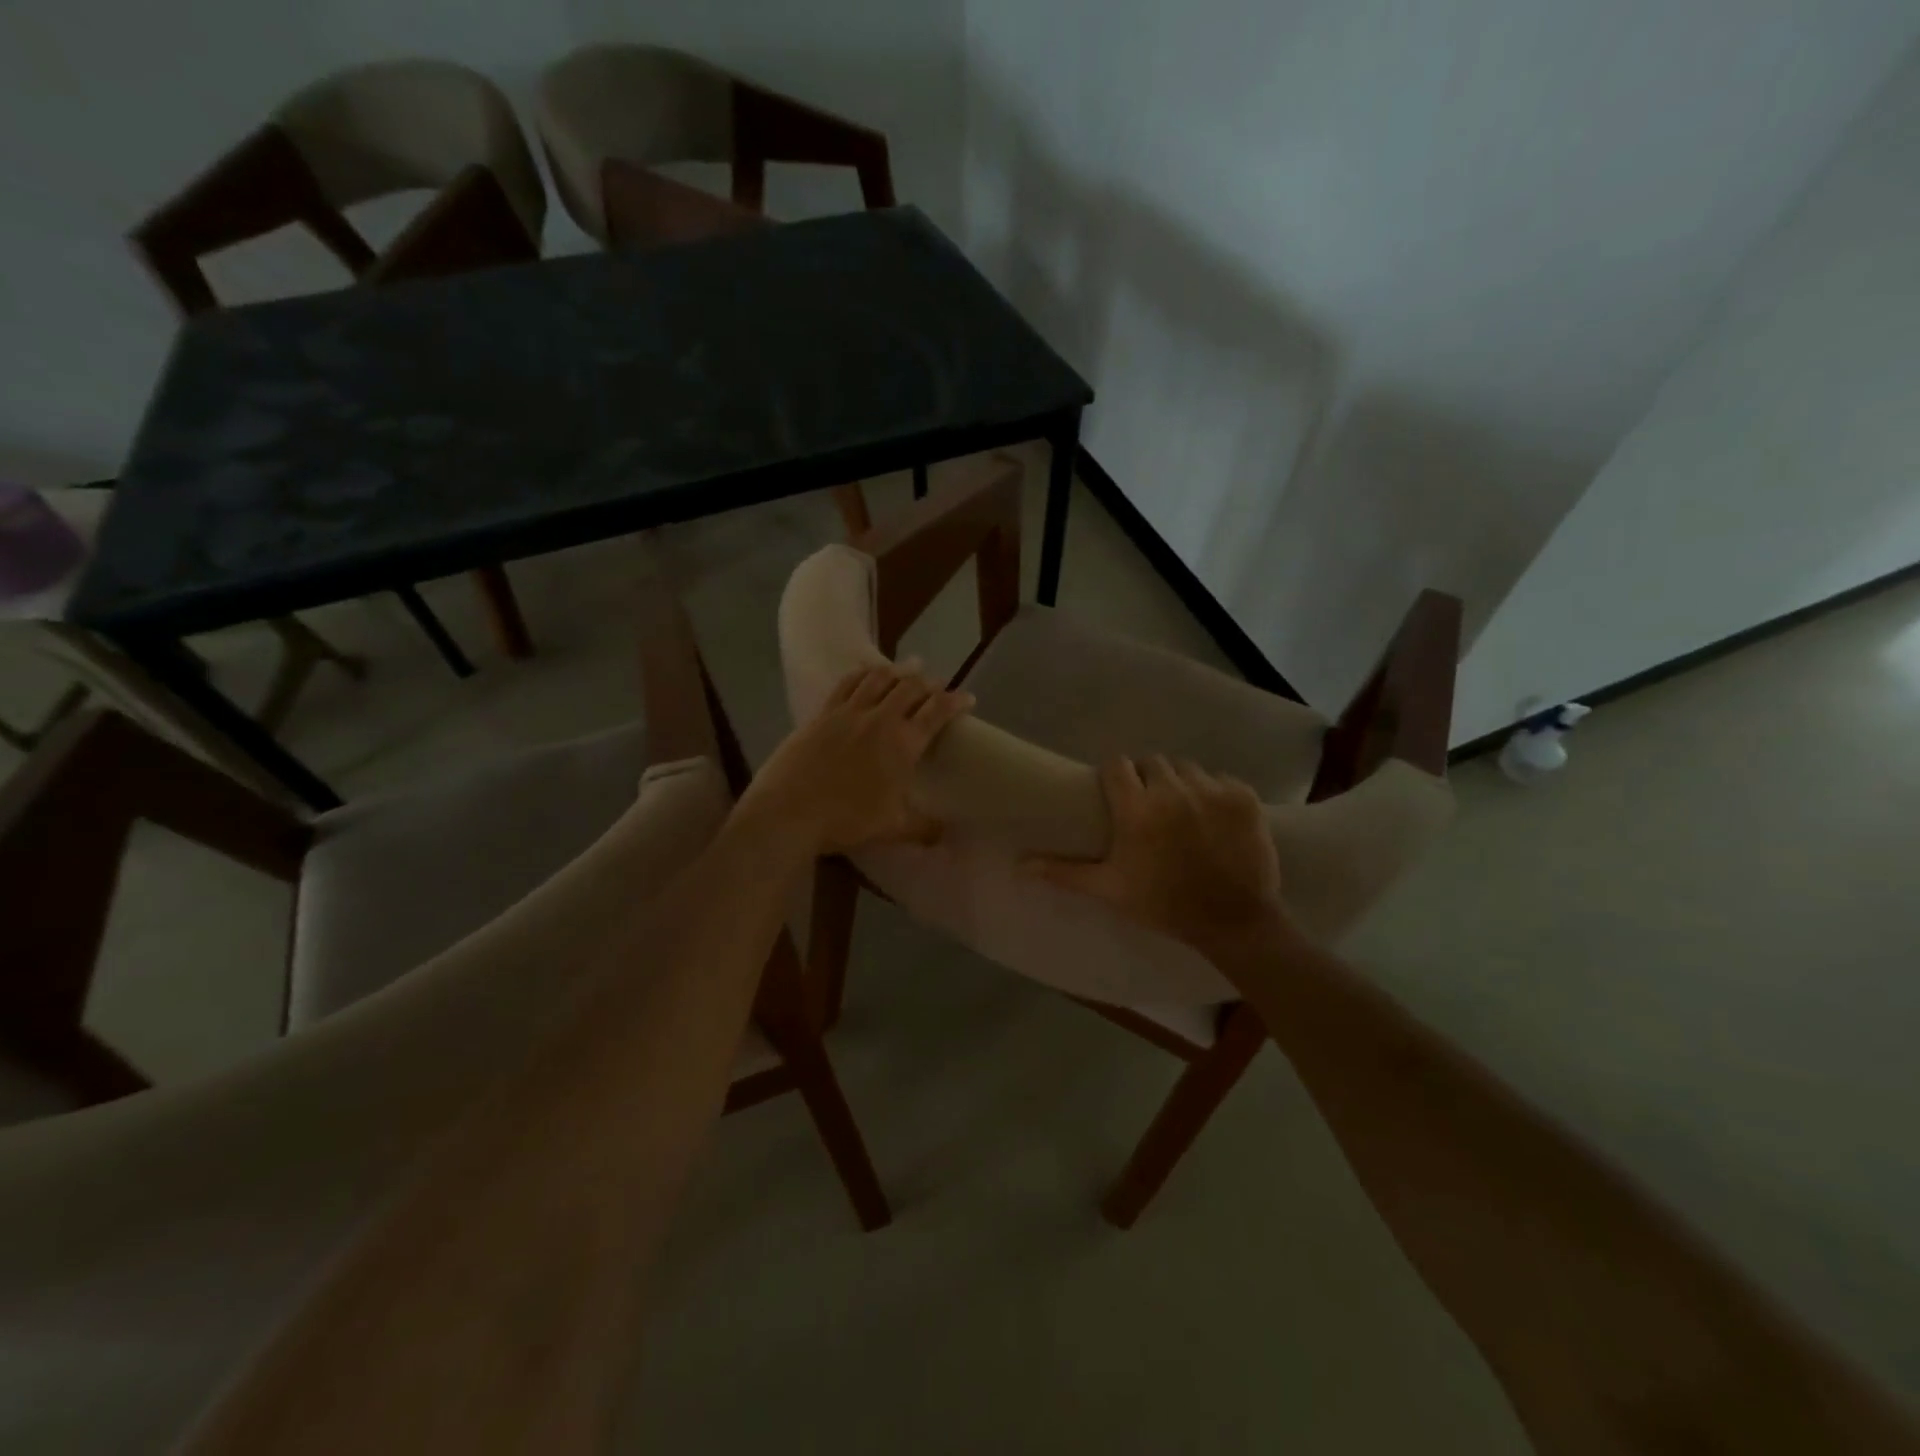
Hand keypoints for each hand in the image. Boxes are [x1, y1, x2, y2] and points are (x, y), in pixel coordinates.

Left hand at [739, 662, 973, 853]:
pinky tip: (865, 672)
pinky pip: (847, 683)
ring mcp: (848, 712)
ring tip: (907, 668)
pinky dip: (862, 673)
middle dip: (928, 683)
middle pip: (910, 688)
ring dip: (897, 671)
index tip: (968, 698)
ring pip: (878, 678)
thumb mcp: (893, 828)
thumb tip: (948, 834)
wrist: (789, 811)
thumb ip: (925, 828)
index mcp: (904, 743)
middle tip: (936, 684)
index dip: (955, 701)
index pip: (937, 712)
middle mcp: (879, 719)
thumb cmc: (847, 820)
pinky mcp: (821, 714)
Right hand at [1028, 756, 1288, 965]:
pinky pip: (1221, 779)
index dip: (1116, 777)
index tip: (1118, 794)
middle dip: (1148, 779)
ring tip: (1181, 811)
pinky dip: (1215, 793)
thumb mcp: (1109, 889)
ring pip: (1187, 768)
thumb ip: (1064, 871)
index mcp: (1137, 810)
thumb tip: (1019, 865)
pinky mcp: (1243, 797)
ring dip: (1180, 783)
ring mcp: (1212, 791)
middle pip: (1152, 763)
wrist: (1233, 922)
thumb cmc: (1164, 905)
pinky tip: (1214, 819)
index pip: (1117, 765)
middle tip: (1150, 807)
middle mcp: (1173, 791)